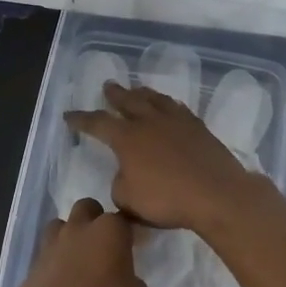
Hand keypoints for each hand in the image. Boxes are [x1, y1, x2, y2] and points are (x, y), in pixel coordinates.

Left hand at [6, 198, 148, 286]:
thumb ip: (134, 281)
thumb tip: (125, 279)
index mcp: (110, 230)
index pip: (124, 218)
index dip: (128, 232)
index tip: (131, 248)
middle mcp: (80, 227)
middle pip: (88, 208)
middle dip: (95, 219)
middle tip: (103, 247)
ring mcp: (53, 241)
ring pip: (61, 224)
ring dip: (70, 235)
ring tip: (78, 260)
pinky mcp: (34, 260)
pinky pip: (48, 250)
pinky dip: (55, 258)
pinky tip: (61, 279)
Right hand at [66, 82, 264, 232]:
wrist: (216, 194)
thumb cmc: (166, 199)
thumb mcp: (128, 200)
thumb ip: (120, 184)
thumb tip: (125, 175)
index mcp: (126, 138)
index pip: (97, 123)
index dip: (81, 119)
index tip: (69, 115)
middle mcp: (149, 122)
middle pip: (128, 101)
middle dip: (115, 94)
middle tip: (107, 86)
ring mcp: (176, 122)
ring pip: (155, 100)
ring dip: (142, 93)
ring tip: (136, 89)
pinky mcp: (198, 128)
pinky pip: (178, 109)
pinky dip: (168, 105)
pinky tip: (169, 106)